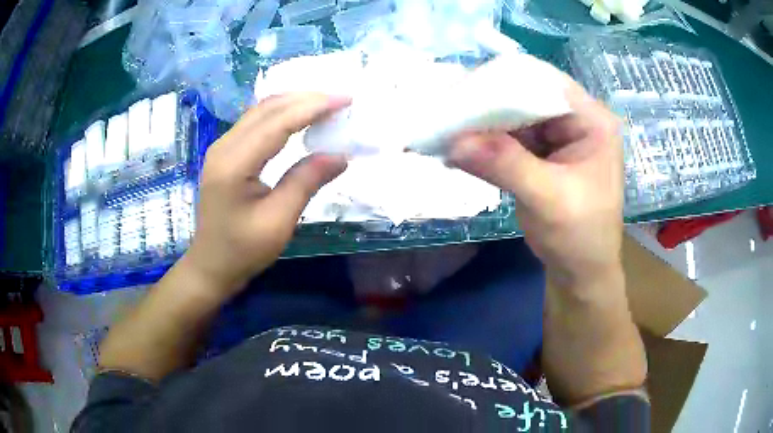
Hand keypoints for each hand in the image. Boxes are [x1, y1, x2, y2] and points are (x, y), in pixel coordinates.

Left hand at [183, 93, 350, 296]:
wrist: (210, 265)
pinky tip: (299, 116)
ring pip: (260, 110)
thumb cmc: (242, 250)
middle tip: (340, 100)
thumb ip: (306, 182)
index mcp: (234, 165)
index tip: (344, 100)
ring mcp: (221, 147)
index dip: (312, 108)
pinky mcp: (225, 152)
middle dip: (306, 99)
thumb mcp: (278, 221)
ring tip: (325, 104)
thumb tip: (341, 155)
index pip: (277, 123)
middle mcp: (224, 147)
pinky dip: (281, 114)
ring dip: (294, 103)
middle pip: (267, 108)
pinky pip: (255, 122)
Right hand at [448, 76, 622, 285]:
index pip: (545, 82)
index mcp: (592, 121)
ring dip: (482, 125)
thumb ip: (505, 164)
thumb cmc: (581, 237)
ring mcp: (557, 137)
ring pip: (513, 117)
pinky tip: (458, 149)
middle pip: (526, 96)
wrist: (581, 273)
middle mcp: (575, 120)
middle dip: (487, 104)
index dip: (504, 82)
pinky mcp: (541, 154)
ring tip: (446, 129)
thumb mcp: (548, 199)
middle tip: (447, 112)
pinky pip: (508, 139)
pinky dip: (485, 144)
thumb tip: (454, 141)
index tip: (463, 93)